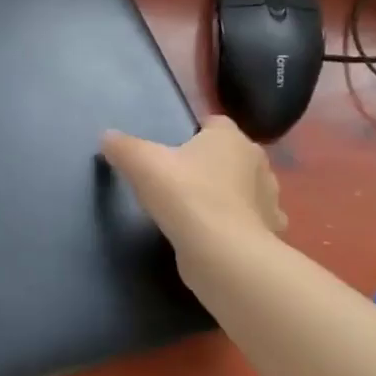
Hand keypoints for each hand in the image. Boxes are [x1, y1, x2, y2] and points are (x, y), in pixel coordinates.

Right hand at [101, 117, 285, 302]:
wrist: (222, 252)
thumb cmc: (184, 195)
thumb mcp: (141, 164)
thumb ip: (122, 147)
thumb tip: (107, 137)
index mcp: (230, 138)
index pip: (214, 123)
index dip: (194, 131)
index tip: (173, 146)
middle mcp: (256, 162)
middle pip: (231, 155)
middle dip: (211, 162)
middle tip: (179, 178)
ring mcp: (269, 199)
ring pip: (245, 187)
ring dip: (228, 193)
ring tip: (196, 207)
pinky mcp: (269, 232)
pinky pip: (251, 220)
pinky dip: (236, 223)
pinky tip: (215, 233)